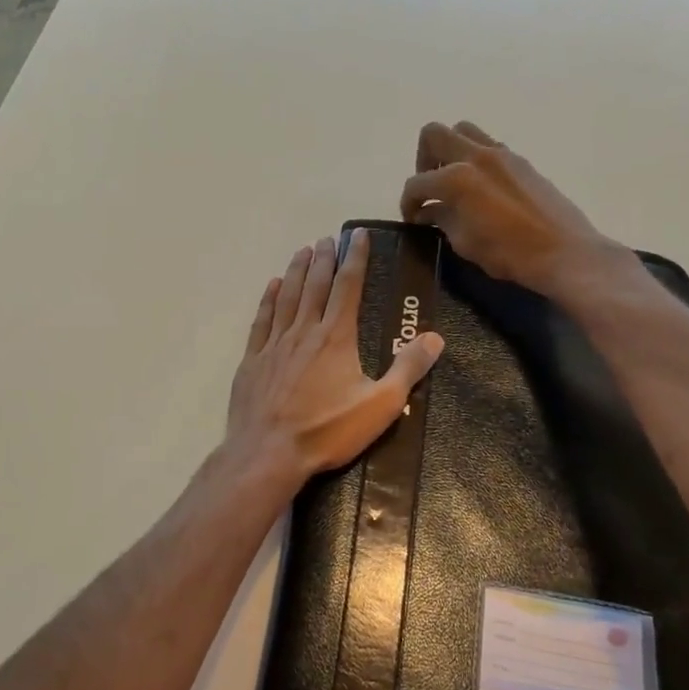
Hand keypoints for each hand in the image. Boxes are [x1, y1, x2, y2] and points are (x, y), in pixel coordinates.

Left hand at [226, 232, 444, 484]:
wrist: (268, 454)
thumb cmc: (327, 431)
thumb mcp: (380, 405)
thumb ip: (408, 369)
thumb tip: (435, 337)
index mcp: (336, 337)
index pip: (348, 286)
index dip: (355, 258)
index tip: (358, 236)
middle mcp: (304, 331)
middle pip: (315, 285)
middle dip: (324, 259)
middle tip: (328, 238)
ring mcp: (274, 343)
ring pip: (287, 296)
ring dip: (296, 271)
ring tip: (302, 250)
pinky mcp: (253, 360)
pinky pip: (262, 320)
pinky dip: (268, 299)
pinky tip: (272, 286)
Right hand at [399, 122, 636, 299]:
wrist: (565, 252)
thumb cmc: (509, 254)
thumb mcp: (465, 242)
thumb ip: (442, 219)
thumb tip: (429, 211)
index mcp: (457, 178)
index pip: (417, 183)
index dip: (408, 202)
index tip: (412, 218)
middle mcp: (476, 156)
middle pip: (434, 135)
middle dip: (423, 160)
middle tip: (430, 187)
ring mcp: (502, 154)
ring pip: (463, 131)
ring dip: (450, 151)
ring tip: (453, 181)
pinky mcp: (521, 161)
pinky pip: (488, 145)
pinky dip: (475, 158)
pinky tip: (480, 187)